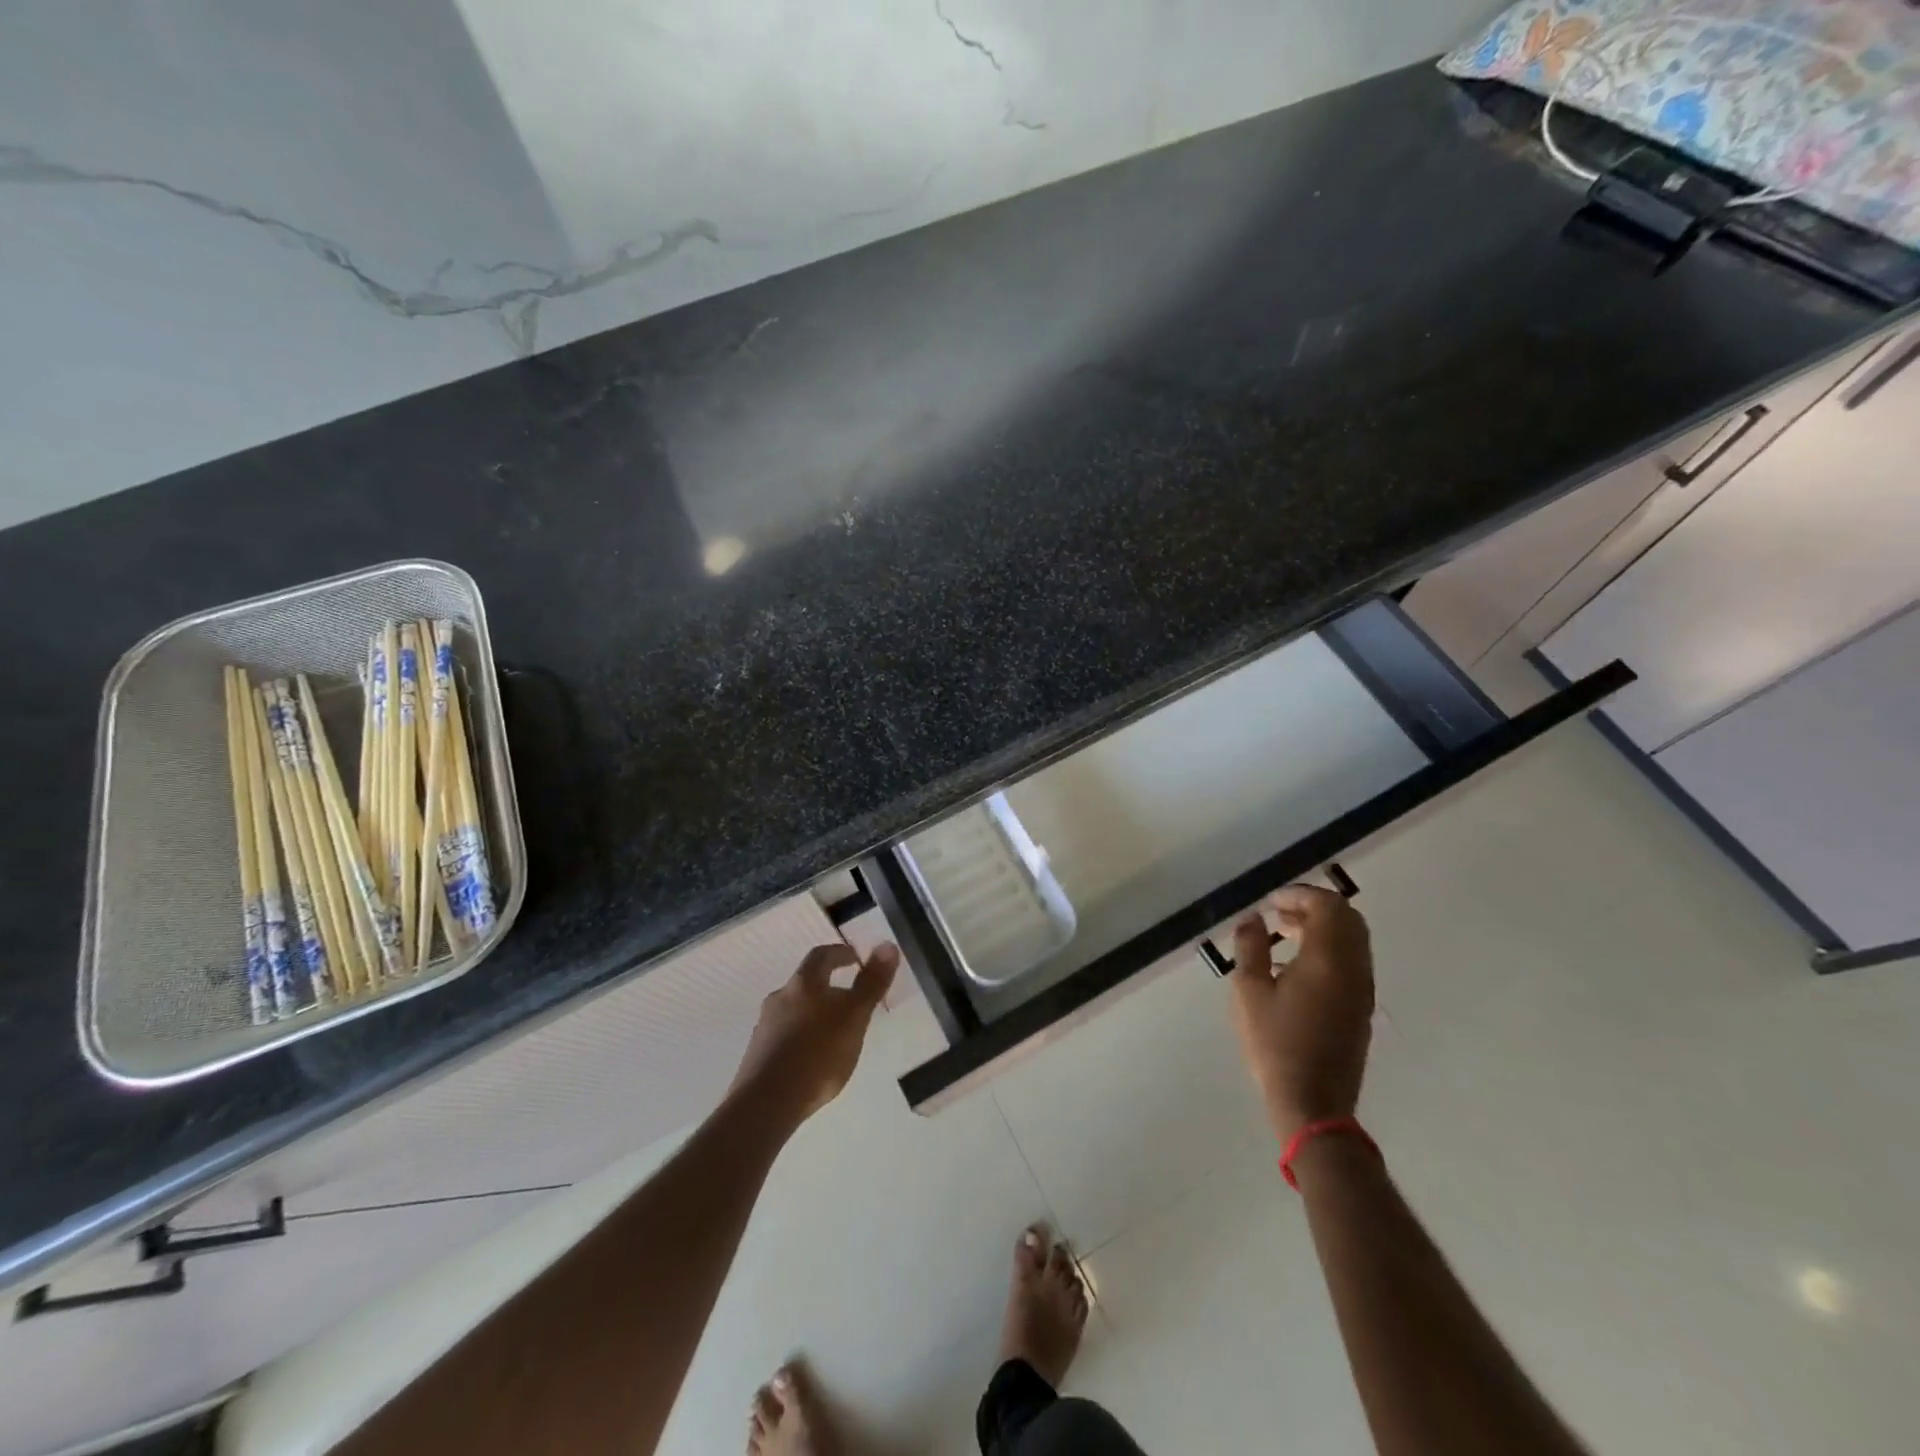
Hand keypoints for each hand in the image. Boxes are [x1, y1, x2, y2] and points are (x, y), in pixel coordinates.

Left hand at [730, 942, 899, 1124]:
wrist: (766, 1103)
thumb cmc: (818, 1053)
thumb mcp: (854, 1016)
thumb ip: (871, 983)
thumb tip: (887, 945)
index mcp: (803, 983)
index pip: (822, 955)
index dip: (841, 953)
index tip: (858, 959)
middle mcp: (780, 997)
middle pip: (806, 983)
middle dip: (829, 987)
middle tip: (851, 1001)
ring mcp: (765, 1026)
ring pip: (795, 1010)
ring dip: (815, 1014)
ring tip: (836, 1033)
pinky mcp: (758, 1054)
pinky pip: (785, 1035)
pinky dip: (802, 1037)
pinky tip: (814, 1058)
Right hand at [1227, 884, 1373, 1142]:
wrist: (1313, 1103)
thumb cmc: (1275, 1044)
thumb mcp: (1249, 991)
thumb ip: (1250, 947)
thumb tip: (1253, 918)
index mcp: (1328, 960)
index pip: (1328, 907)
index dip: (1300, 895)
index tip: (1271, 902)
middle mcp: (1354, 969)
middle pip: (1348, 918)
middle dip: (1315, 906)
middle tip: (1280, 913)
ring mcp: (1363, 990)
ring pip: (1354, 939)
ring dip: (1324, 926)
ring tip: (1285, 933)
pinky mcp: (1362, 1008)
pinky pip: (1354, 960)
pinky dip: (1331, 947)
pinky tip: (1298, 964)